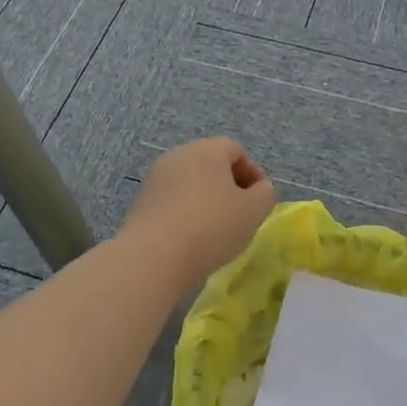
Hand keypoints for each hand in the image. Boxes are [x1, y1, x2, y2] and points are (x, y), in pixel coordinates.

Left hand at [121, 138, 276, 288]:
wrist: (154, 256)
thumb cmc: (211, 226)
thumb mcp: (253, 211)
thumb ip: (265, 194)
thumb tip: (258, 189)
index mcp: (207, 150)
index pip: (236, 150)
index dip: (252, 173)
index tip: (258, 201)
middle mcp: (179, 155)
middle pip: (211, 164)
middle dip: (228, 187)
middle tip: (240, 215)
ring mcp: (156, 178)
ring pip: (190, 183)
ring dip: (206, 201)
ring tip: (216, 231)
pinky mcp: (142, 201)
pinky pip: (172, 200)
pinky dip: (186, 213)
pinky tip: (191, 239)